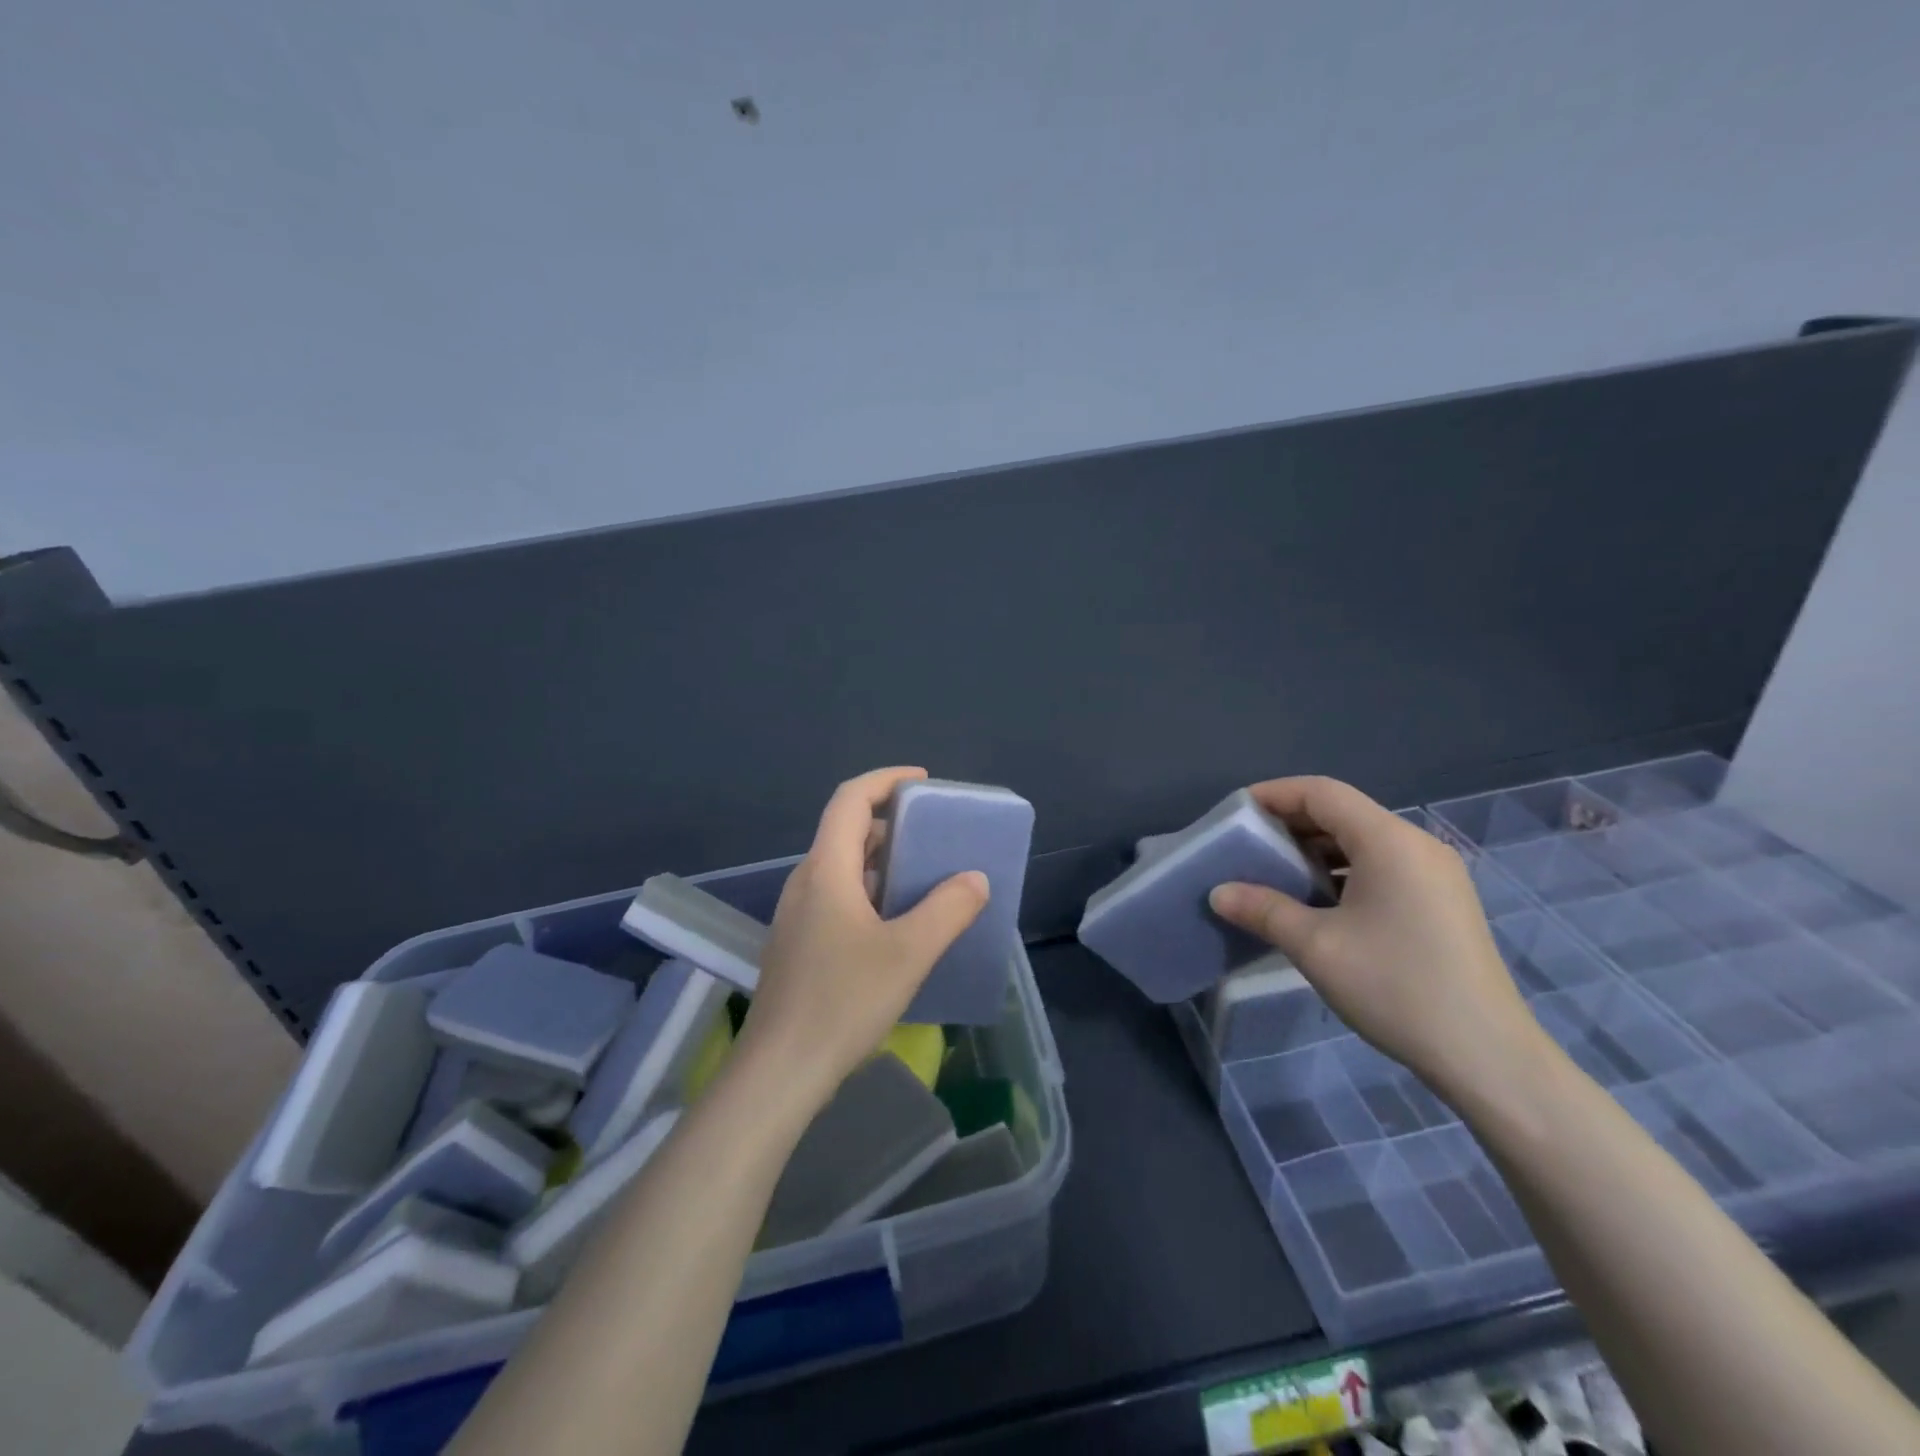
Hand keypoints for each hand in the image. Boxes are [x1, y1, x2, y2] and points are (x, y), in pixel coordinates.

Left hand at [740, 767, 988, 1107]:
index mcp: (826, 870)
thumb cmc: (843, 1002)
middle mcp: (806, 883)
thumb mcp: (908, 954)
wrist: (780, 1072)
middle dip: (891, 822)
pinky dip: (870, 891)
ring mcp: (798, 915)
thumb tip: (974, 879)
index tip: (923, 781)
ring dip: (881, 861)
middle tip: (934, 834)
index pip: (850, 799)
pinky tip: (897, 924)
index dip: (885, 780)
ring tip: (924, 876)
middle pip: (846, 831)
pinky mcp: (799, 944)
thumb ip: (948, 910)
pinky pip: (838, 897)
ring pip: (842, 867)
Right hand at [1207, 776, 1537, 1089]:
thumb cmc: (1395, 987)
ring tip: (1274, 873)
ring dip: (1315, 849)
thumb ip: (1263, 909)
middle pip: (1343, 812)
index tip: (1235, 814)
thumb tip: (1218, 893)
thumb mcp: (1316, 947)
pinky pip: (1382, 865)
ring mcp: (1435, 873)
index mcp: (1389, 841)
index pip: (1322, 793)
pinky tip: (1318, 900)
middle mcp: (1416, 845)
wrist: (1486, 1056)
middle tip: (1247, 845)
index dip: (1274, 794)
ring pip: (1362, 840)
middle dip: (1290, 823)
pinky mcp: (1441, 901)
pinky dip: (1342, 870)